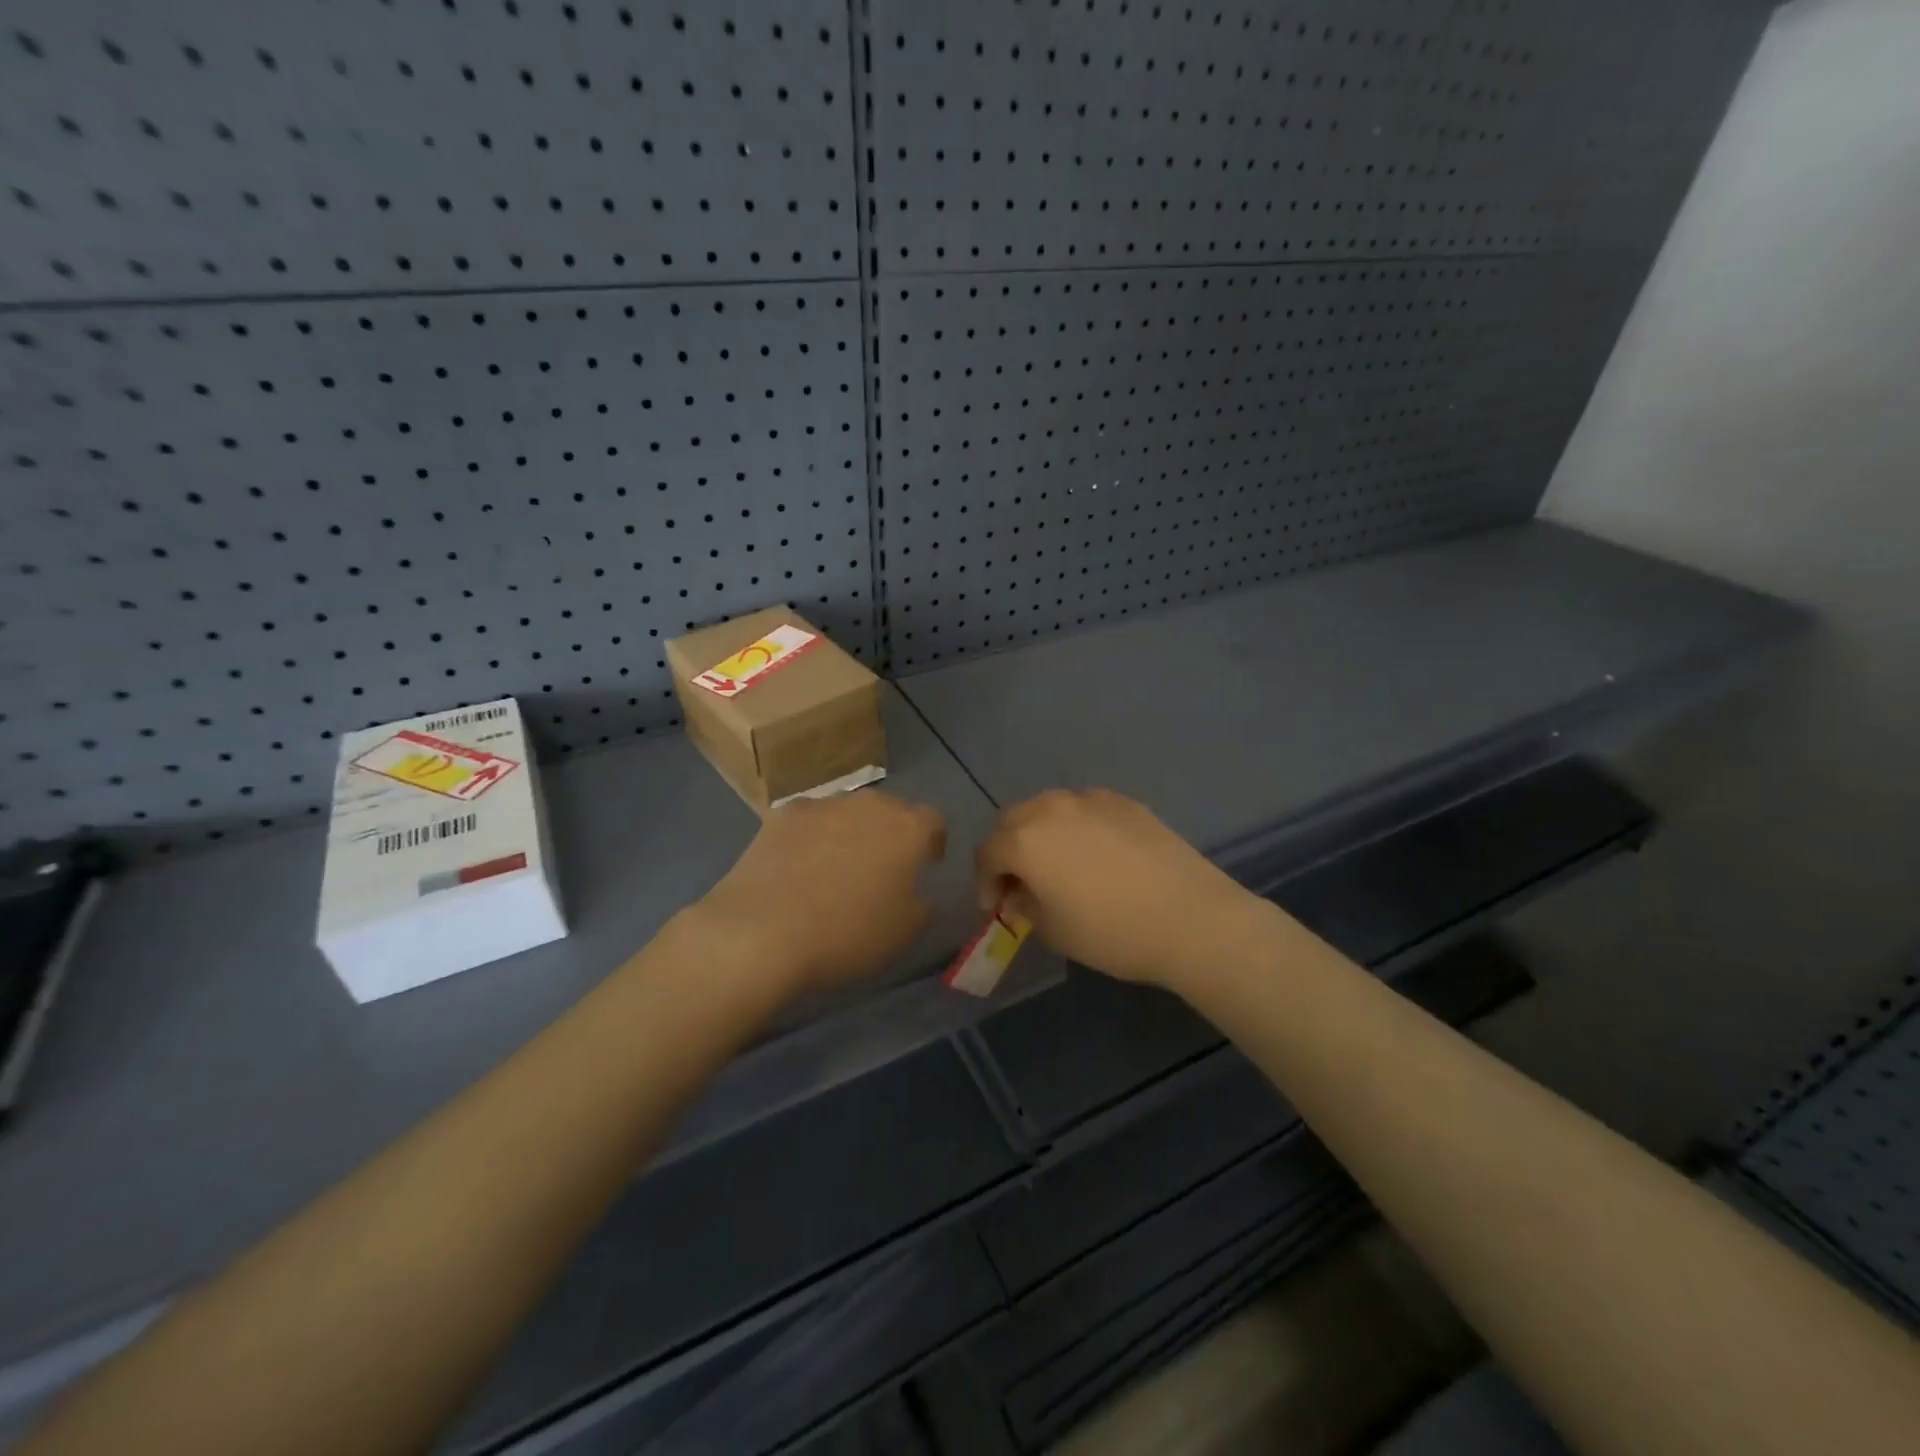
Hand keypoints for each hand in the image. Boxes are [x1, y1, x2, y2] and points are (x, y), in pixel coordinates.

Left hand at [689, 790, 946, 999]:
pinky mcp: (782, 815)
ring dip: (850, 831)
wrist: (762, 931)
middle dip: (890, 833)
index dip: (933, 842)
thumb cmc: (847, 934)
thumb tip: (916, 895)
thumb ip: (920, 906)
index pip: (934, 821)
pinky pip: (809, 821)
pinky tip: (798, 866)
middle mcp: (869, 804)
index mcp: (907, 829)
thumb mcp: (904, 933)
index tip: (927, 864)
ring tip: (836, 867)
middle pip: (890, 809)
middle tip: (882, 867)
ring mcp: (822, 805)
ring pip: (847, 812)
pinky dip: (811, 837)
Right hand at [975, 788, 1266, 990]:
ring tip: (1057, 863)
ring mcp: (1091, 800)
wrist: (1191, 917)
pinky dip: (1076, 826)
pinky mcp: (1125, 802)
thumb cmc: (1112, 932)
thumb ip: (1026, 905)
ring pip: (1049, 808)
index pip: (988, 853)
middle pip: (1013, 820)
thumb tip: (1021, 892)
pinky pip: (1085, 808)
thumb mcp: (1054, 931)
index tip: (995, 908)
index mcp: (1025, 840)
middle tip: (1020, 882)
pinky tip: (1095, 853)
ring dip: (1041, 832)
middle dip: (1008, 850)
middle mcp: (1052, 808)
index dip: (985, 882)